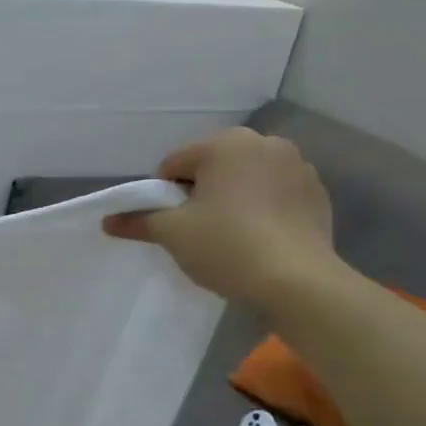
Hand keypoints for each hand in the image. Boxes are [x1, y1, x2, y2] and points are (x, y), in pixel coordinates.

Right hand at [104, 129, 338, 310]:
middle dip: (201, 192)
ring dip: (233, 198)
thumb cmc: (226, 246)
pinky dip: (263, 209)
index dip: (164, 194)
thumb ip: (138, 221)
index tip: (171, 224)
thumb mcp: (172, 234)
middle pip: (213, 166)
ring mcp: (298, 166)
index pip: (174, 163)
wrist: (297, 283)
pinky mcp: (317, 193)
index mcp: (225, 143)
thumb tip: (107, 221)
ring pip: (246, 179)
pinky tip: (260, 239)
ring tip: (232, 236)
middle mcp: (265, 143)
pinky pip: (275, 194)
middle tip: (198, 230)